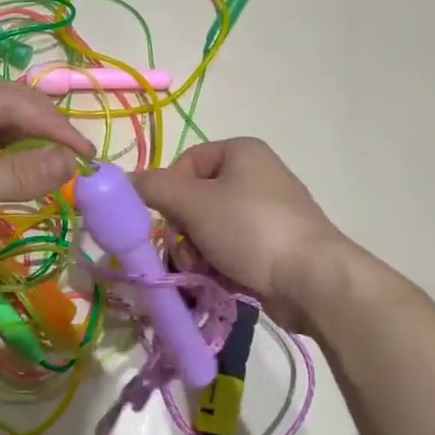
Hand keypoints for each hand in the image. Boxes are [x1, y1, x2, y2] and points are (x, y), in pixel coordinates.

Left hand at [0, 82, 93, 298]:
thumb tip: (73, 163)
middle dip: (41, 131)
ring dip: (25, 149)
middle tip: (76, 158)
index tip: (86, 154)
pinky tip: (24, 179)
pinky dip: (6, 169)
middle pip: (2, 112)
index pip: (9, 101)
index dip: (52, 124)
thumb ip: (20, 172)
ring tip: (57, 167)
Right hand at [133, 139, 357, 333]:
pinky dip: (219, 266)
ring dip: (197, 254)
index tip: (166, 219)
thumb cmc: (251, 229)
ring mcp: (266, 213)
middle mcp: (255, 176)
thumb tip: (122, 180)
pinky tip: (222, 282)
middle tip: (188, 252)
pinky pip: (229, 251)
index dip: (169, 191)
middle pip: (195, 201)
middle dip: (184, 232)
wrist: (311, 280)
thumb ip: (154, 188)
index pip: (185, 163)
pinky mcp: (272, 246)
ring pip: (208, 230)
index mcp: (241, 152)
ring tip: (205, 272)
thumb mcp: (195, 203)